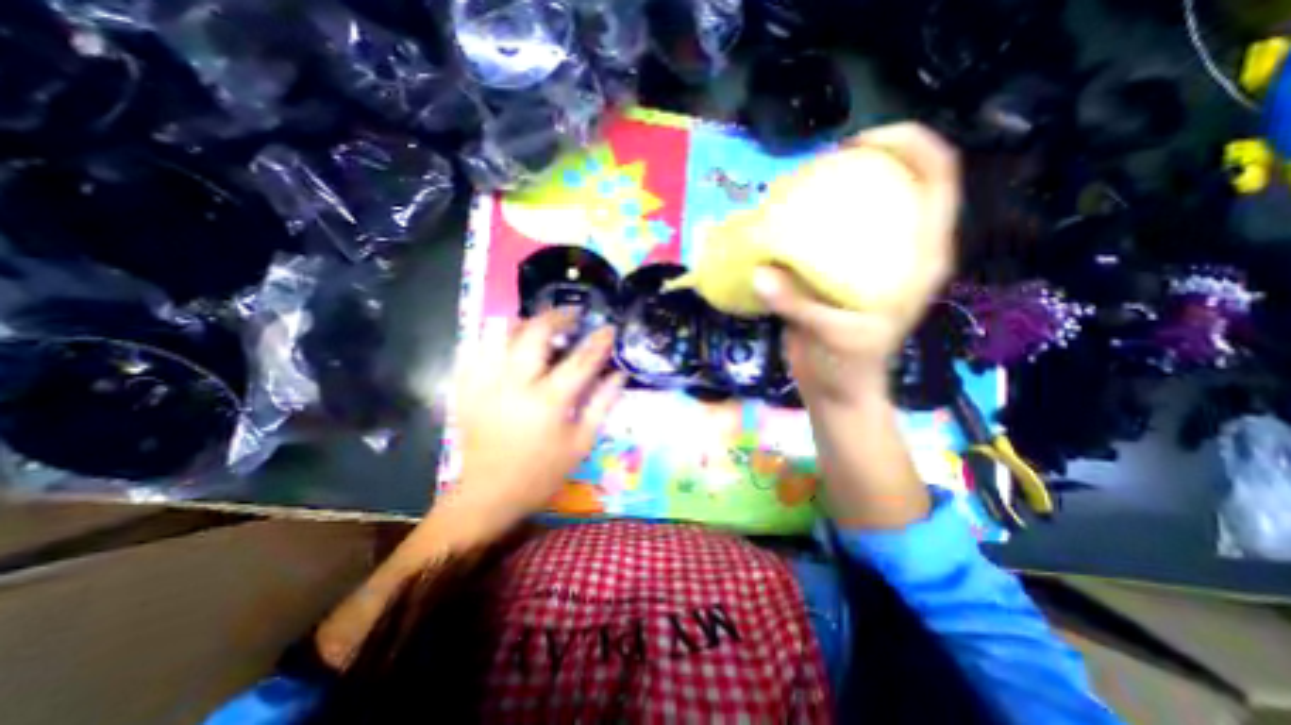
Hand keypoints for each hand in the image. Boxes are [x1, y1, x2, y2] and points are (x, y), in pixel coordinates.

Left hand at [445, 313, 626, 542]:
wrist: (489, 494)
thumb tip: (620, 373)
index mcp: (548, 402)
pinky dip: (495, 339)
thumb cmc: (542, 472)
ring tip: (542, 324)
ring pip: (502, 334)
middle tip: (572, 314)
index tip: (608, 328)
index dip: (598, 341)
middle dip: (557, 317)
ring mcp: (485, 384)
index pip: (580, 361)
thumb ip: (602, 403)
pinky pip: (477, 350)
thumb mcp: (581, 442)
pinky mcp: (467, 389)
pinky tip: (508, 341)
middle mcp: (514, 385)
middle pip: (534, 333)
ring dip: (526, 323)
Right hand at [748, 124, 956, 407]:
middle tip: (816, 167)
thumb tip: (762, 272)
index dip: (907, 145)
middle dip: (862, 162)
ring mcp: (866, 260)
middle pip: (896, 182)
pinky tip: (781, 224)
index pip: (937, 178)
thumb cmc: (849, 367)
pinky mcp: (837, 272)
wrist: (835, 389)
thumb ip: (799, 305)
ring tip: (794, 190)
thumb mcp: (833, 336)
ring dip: (830, 191)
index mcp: (919, 258)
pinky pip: (825, 235)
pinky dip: (806, 223)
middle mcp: (897, 250)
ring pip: (859, 207)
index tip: (857, 145)